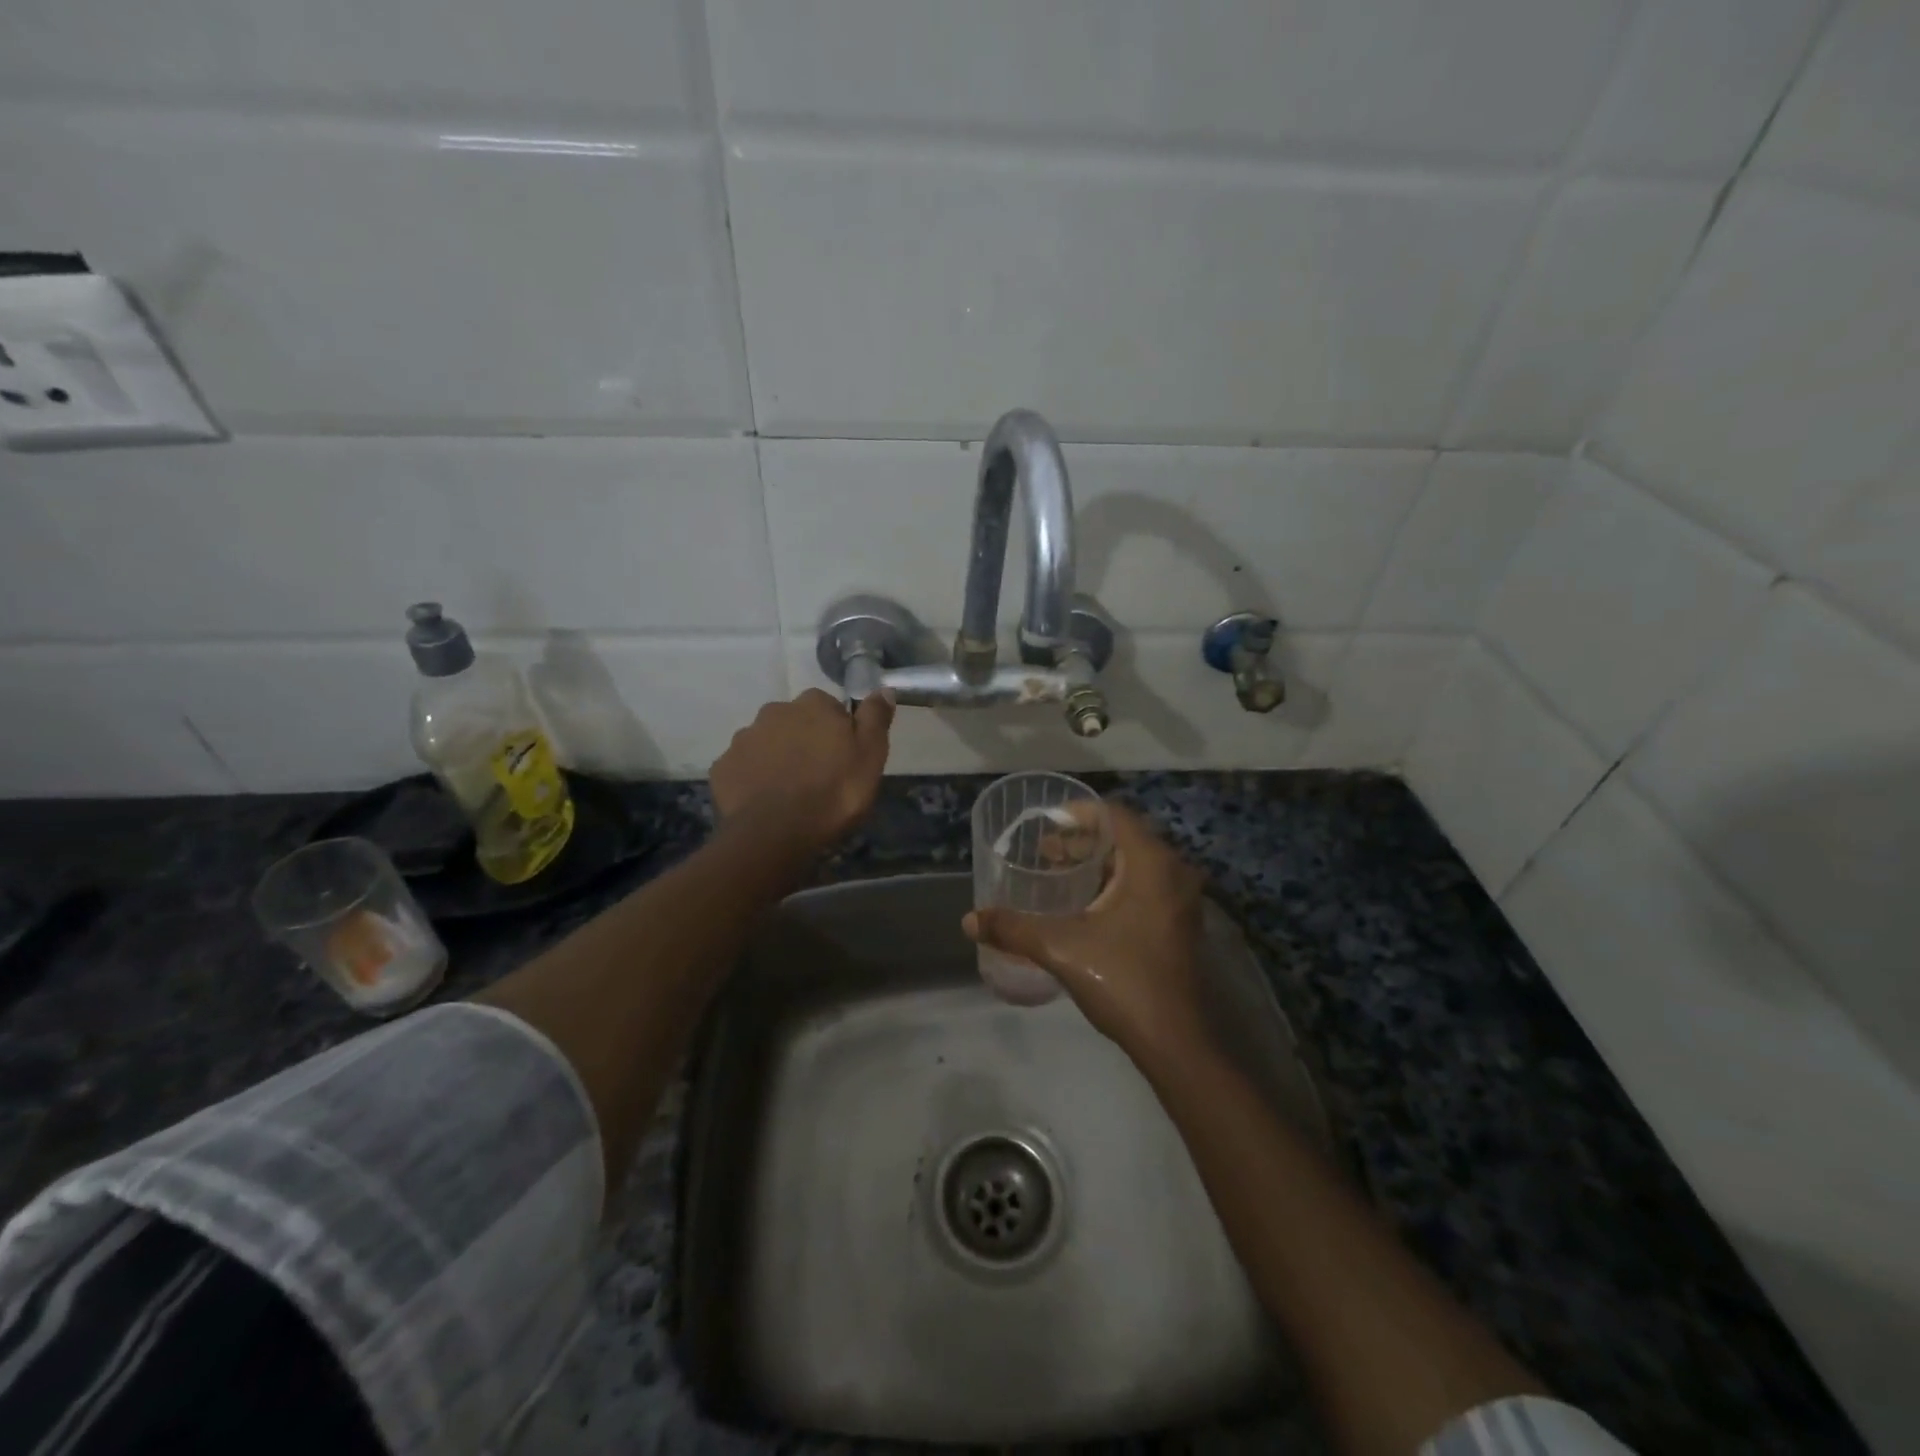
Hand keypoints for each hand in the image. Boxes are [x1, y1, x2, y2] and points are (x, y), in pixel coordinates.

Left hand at [710, 689, 893, 852]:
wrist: (776, 833)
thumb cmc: (834, 792)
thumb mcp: (870, 756)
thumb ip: (875, 718)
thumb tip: (882, 689)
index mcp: (813, 705)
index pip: (830, 707)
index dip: (838, 731)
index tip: (844, 757)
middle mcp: (774, 711)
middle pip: (795, 722)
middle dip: (805, 741)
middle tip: (818, 776)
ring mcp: (744, 738)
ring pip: (767, 743)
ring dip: (778, 758)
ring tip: (790, 792)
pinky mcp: (723, 767)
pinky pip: (744, 767)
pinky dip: (754, 779)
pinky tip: (765, 802)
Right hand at [964, 802, 1209, 1062]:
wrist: (1176, 1042)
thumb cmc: (1123, 980)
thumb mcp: (1061, 948)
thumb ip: (1014, 928)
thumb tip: (969, 919)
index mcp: (1151, 864)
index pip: (1115, 815)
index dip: (1078, 813)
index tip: (1045, 823)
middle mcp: (1173, 872)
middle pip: (1124, 837)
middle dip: (1081, 840)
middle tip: (1043, 850)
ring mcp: (1180, 900)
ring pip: (1134, 864)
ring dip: (1096, 864)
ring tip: (1055, 873)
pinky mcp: (1178, 924)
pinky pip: (1143, 885)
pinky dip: (1112, 884)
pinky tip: (1082, 905)